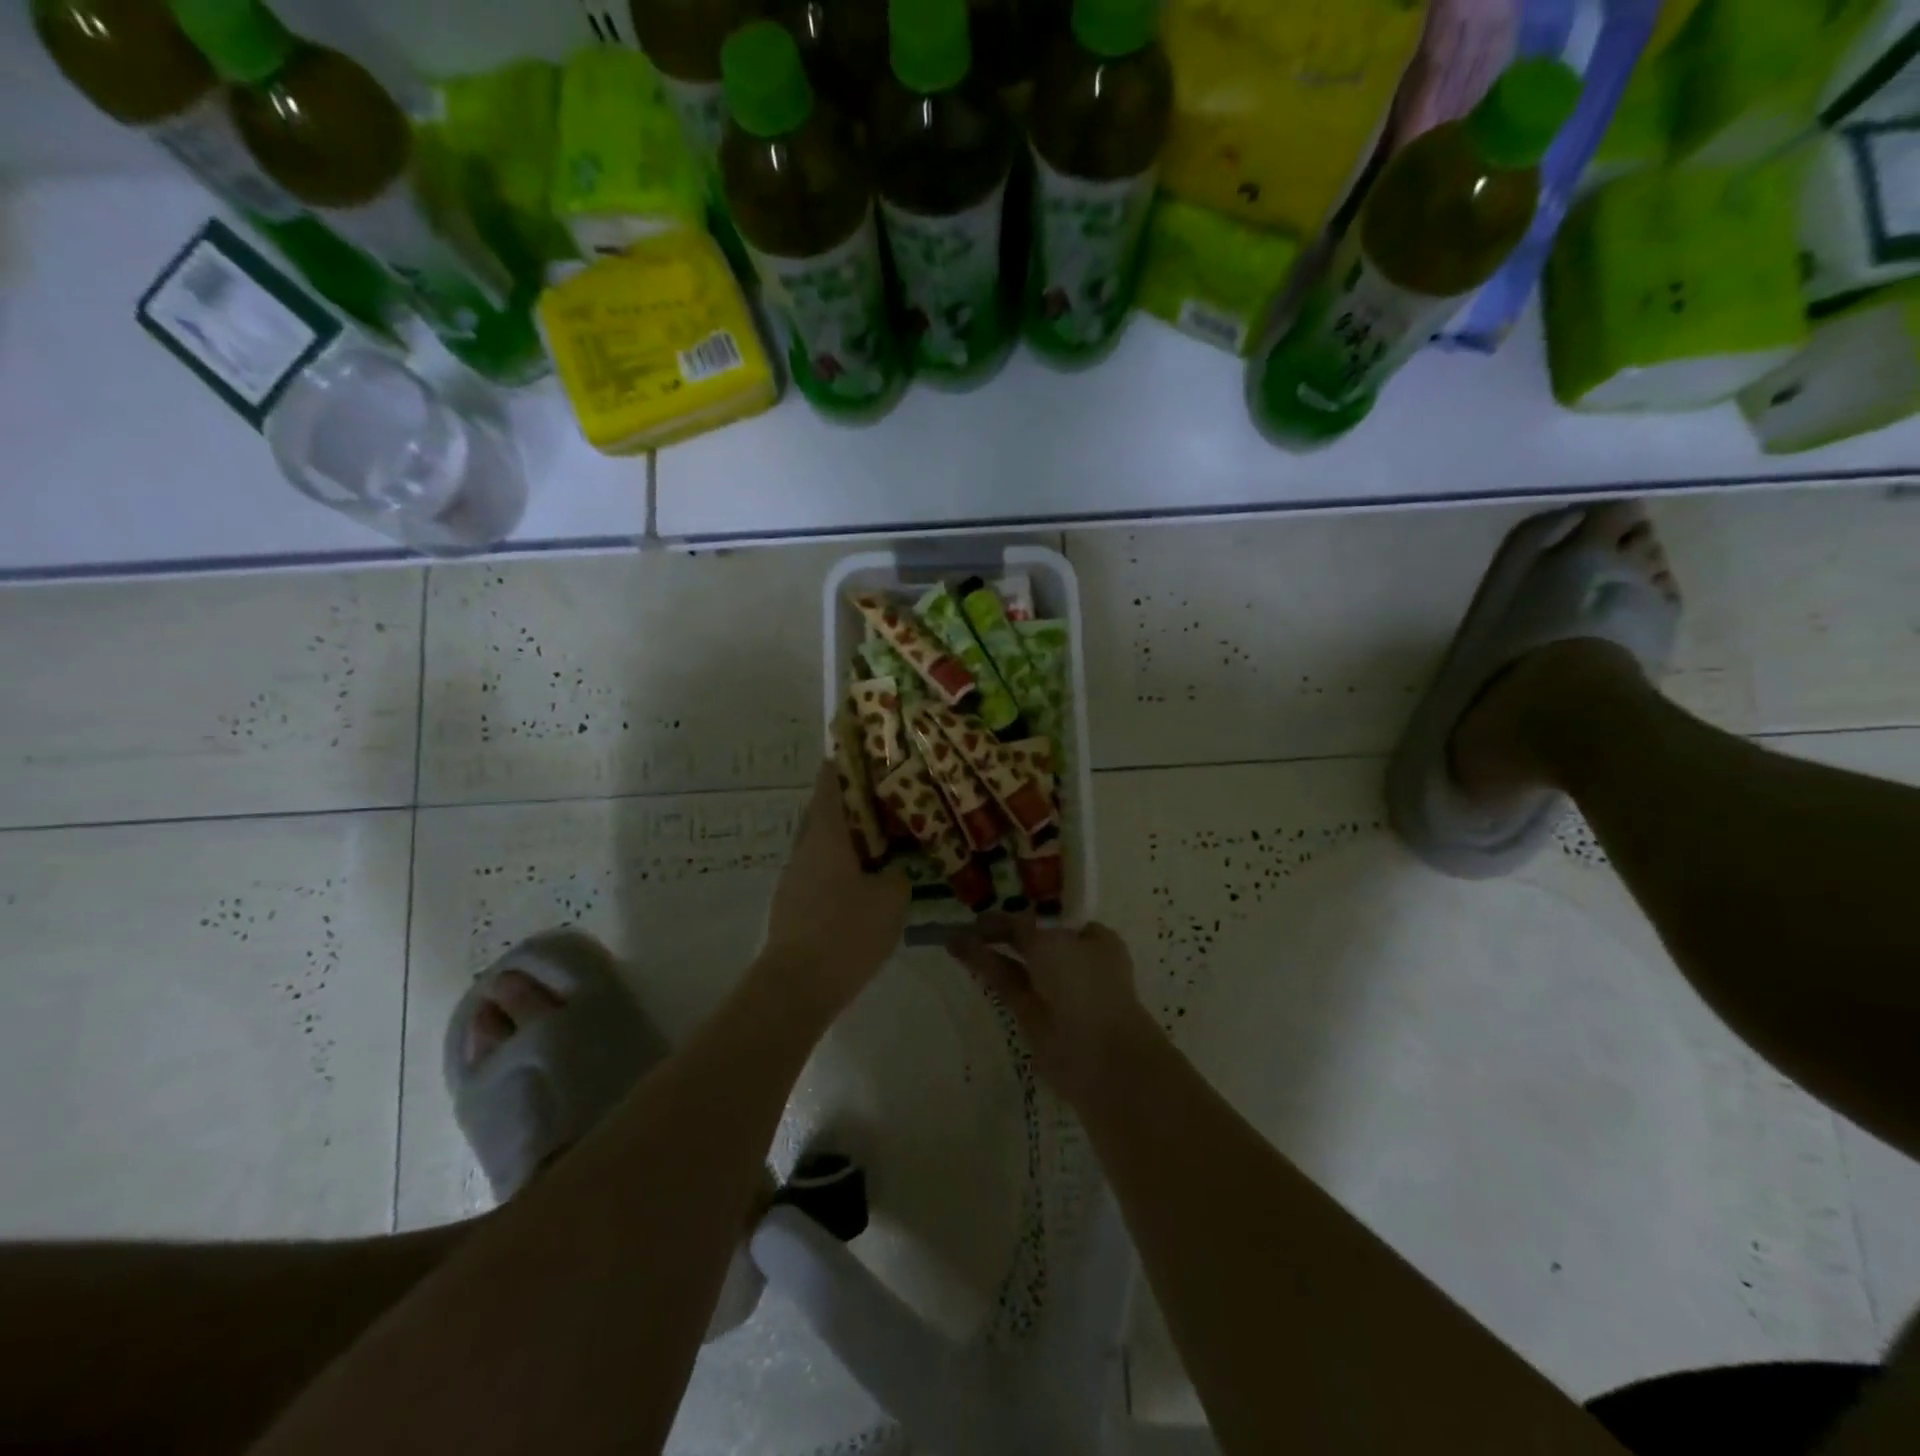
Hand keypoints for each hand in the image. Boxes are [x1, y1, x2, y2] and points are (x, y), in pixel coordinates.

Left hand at [760, 762, 909, 1013]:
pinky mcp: (795, 899)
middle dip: (857, 796)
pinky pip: (823, 865)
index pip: (832, 780)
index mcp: (827, 833)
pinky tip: (870, 875)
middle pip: (828, 806)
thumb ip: (900, 873)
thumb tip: (899, 865)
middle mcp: (806, 845)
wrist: (796, 987)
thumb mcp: (891, 900)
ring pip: (826, 838)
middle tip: (893, 792)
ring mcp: (796, 873)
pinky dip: (845, 859)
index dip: (849, 759)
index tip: (871, 748)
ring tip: (888, 832)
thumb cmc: (846, 933)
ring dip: (852, 830)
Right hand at [948, 913, 1162, 1107]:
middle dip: (1003, 929)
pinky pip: (1006, 983)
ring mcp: (1053, 990)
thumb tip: (997, 920)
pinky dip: (985, 966)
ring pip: (1016, 962)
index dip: (1026, 908)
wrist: (1097, 1053)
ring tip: (955, 934)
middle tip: (970, 919)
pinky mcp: (1031, 1014)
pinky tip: (960, 950)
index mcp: (1092, 938)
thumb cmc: (1083, 984)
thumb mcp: (1050, 942)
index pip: (1055, 916)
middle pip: (1033, 939)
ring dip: (988, 947)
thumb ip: (1020, 927)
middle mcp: (1074, 961)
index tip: (997, 900)